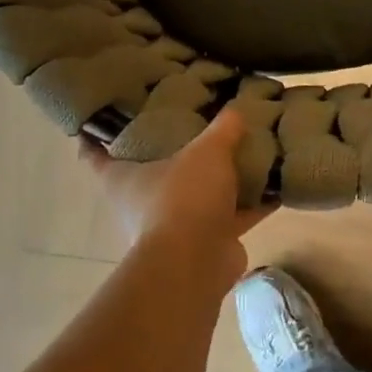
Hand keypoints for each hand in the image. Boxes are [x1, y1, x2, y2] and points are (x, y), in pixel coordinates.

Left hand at [81, 108, 270, 268]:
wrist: (197, 262)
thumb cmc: (183, 197)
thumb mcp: (206, 151)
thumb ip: (222, 129)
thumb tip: (236, 109)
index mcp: (122, 178)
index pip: (95, 153)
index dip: (97, 134)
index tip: (106, 116)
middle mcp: (141, 202)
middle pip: (151, 172)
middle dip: (171, 154)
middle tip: (194, 124)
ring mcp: (173, 226)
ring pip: (195, 195)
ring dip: (218, 181)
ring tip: (244, 151)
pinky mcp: (205, 242)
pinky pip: (230, 216)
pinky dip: (251, 204)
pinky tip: (276, 185)